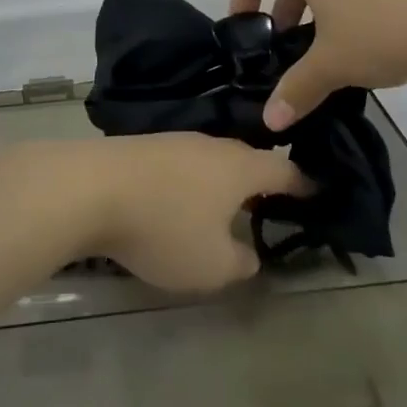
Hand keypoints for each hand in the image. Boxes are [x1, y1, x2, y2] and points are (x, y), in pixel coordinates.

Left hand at [19, 133, 310, 293]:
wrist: (89, 188)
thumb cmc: (164, 226)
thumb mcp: (212, 265)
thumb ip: (240, 262)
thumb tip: (248, 253)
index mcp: (239, 167)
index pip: (283, 169)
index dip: (303, 183)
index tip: (317, 191)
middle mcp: (210, 145)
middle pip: (245, 159)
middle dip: (259, 180)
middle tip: (270, 201)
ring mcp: (172, 141)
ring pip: (209, 160)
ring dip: (220, 181)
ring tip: (223, 205)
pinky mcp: (141, 147)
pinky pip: (179, 164)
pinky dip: (188, 181)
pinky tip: (178, 198)